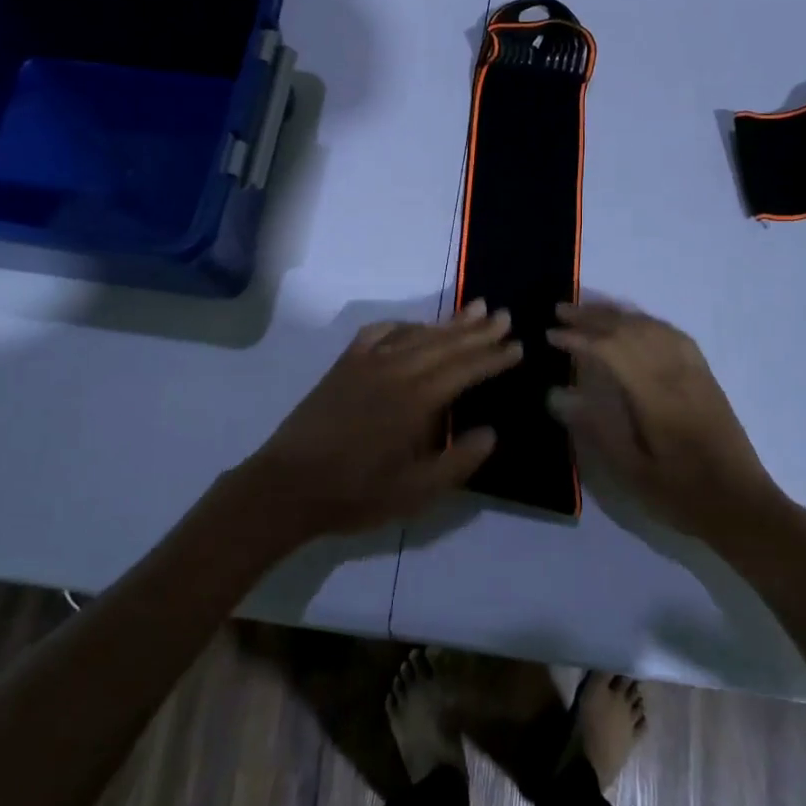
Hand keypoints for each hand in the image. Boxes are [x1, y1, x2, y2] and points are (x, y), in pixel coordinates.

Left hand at [233, 301, 521, 541]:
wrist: (287, 486)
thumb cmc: (355, 494)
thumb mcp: (416, 493)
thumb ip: (458, 462)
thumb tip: (491, 432)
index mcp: (417, 401)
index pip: (466, 370)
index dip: (494, 358)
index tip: (518, 346)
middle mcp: (396, 371)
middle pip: (445, 344)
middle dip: (478, 331)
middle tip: (504, 316)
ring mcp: (367, 363)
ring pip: (416, 334)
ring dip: (447, 323)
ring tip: (474, 310)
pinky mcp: (345, 365)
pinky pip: (379, 333)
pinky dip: (402, 325)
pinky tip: (414, 325)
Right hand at [546, 300, 789, 546]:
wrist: (743, 505)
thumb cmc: (682, 494)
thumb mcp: (632, 472)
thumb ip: (595, 428)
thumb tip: (557, 394)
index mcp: (655, 396)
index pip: (611, 350)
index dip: (578, 339)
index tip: (550, 335)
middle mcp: (675, 373)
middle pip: (630, 329)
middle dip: (592, 317)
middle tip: (559, 312)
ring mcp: (694, 371)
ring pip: (651, 326)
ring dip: (617, 314)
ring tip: (588, 310)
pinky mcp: (705, 376)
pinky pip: (673, 334)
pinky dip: (646, 321)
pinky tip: (634, 324)